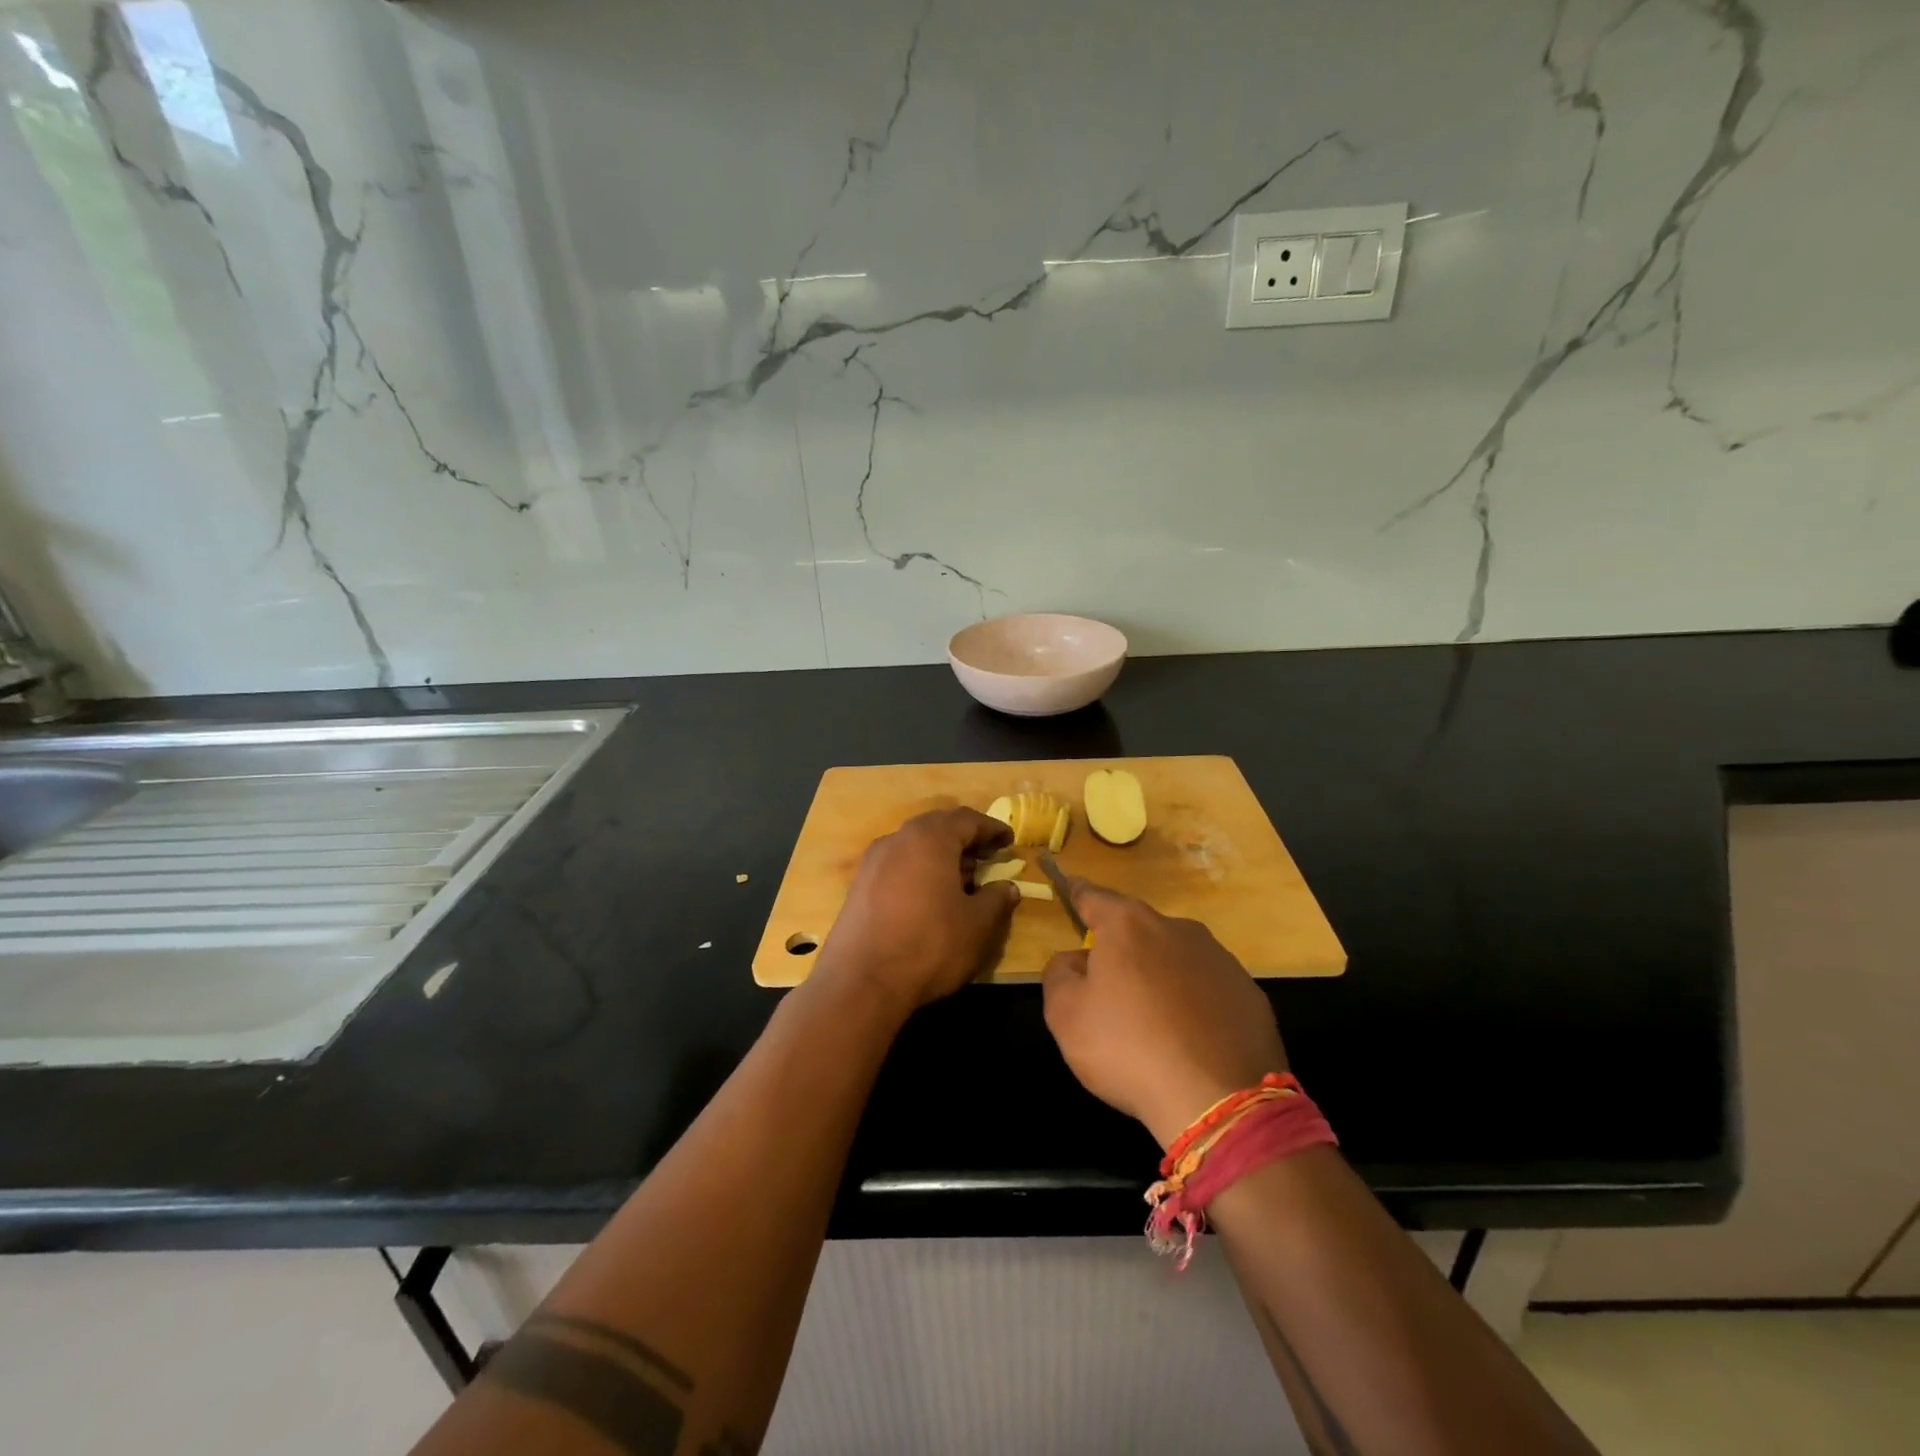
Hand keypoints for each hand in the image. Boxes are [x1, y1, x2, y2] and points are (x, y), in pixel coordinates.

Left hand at [813, 807, 1019, 1017]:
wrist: (860, 983)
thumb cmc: (929, 945)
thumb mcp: (977, 925)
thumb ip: (997, 900)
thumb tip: (1007, 887)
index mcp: (930, 838)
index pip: (967, 820)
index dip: (992, 829)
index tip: (1008, 840)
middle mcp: (898, 839)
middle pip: (937, 827)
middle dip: (965, 839)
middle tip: (986, 857)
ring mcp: (873, 862)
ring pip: (915, 846)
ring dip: (941, 856)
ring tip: (961, 881)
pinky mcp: (859, 886)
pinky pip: (897, 865)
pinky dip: (919, 871)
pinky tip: (930, 898)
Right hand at [1041, 881, 1287, 1147]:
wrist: (1220, 1101)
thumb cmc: (1129, 1048)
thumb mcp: (1066, 1015)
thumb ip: (1060, 974)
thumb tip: (1077, 960)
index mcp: (1128, 925)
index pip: (1094, 897)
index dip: (1077, 892)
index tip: (1069, 885)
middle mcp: (1177, 928)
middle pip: (1138, 930)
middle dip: (1121, 950)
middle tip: (1108, 990)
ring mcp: (1219, 958)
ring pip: (1175, 958)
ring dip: (1159, 978)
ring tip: (1152, 1024)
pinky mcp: (1249, 993)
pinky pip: (1208, 990)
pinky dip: (1193, 1004)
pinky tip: (1189, 1041)